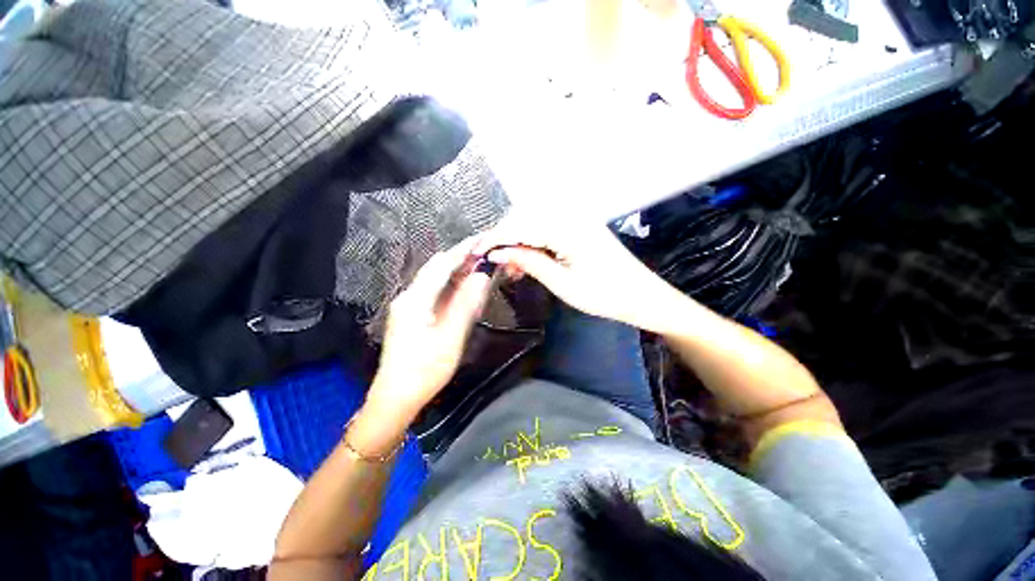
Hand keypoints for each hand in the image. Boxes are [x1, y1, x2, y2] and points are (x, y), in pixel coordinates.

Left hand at [365, 237, 491, 419]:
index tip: (482, 239)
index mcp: (416, 299)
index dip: (463, 250)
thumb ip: (466, 304)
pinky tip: (463, 288)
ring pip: (435, 280)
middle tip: (484, 254)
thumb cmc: (424, 370)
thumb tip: (482, 276)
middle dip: (460, 258)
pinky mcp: (412, 316)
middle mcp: (409, 297)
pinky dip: (450, 286)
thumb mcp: (451, 337)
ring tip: (478, 266)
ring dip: (456, 271)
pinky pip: (433, 292)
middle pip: (436, 269)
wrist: (395, 398)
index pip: (442, 265)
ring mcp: (408, 306)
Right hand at [475, 214, 687, 333]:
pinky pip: (549, 232)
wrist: (642, 297)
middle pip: (526, 220)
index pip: (520, 226)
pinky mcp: (580, 229)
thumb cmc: (604, 295)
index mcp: (567, 228)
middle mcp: (571, 216)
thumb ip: (529, 262)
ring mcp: (577, 221)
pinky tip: (529, 262)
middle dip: (506, 241)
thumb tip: (498, 252)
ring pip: (536, 226)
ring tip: (512, 269)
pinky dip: (535, 246)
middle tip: (496, 265)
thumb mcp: (562, 283)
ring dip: (520, 244)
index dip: (496, 238)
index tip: (476, 251)